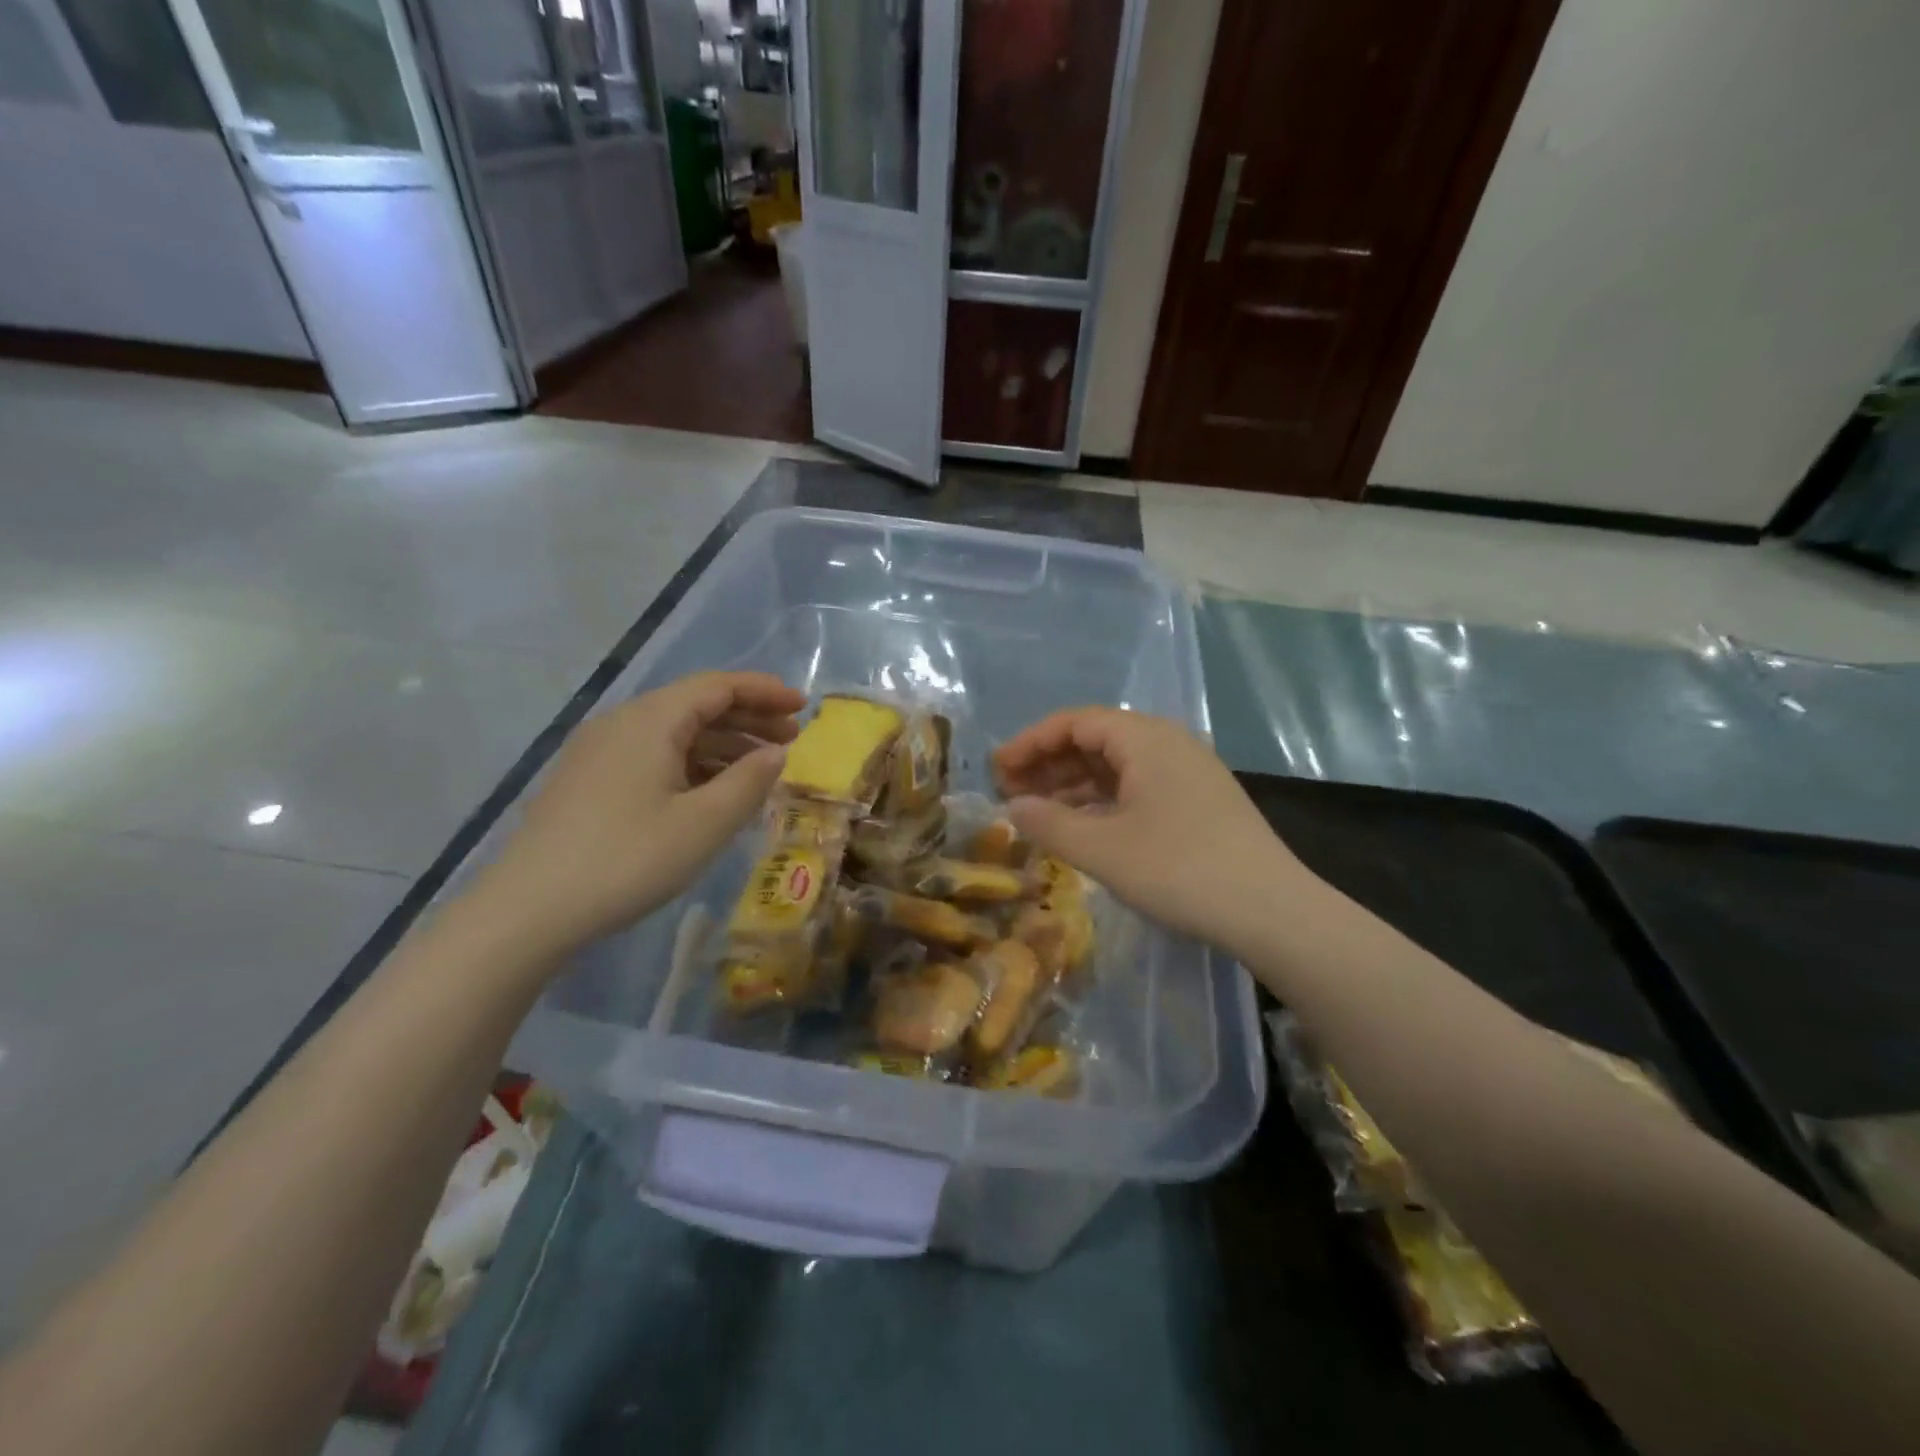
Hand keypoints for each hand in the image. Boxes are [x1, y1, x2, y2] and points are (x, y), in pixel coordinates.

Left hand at [477, 672, 802, 958]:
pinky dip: (692, 764)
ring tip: (760, 767)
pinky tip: (712, 791)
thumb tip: (775, 753)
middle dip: (748, 717)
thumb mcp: (705, 823)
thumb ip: (750, 781)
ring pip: (674, 732)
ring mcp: (599, 752)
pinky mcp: (588, 781)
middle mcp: (622, 723)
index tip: (803, 707)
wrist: (529, 910)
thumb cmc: (628, 859)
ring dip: (722, 743)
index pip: (717, 686)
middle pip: (695, 704)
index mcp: (651, 720)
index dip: (764, 691)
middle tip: (791, 740)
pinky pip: (653, 756)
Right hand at [994, 708, 1323, 949]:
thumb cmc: (1179, 870)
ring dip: (1074, 784)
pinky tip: (1083, 827)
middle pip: (1095, 739)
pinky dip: (1103, 801)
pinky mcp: (1199, 801)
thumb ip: (1049, 823)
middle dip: (1049, 763)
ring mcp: (1188, 772)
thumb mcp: (1102, 849)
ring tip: (1039, 812)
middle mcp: (1168, 744)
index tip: (997, 770)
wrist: (1272, 910)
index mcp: (1145, 739)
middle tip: (1011, 792)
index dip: (1030, 743)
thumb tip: (1013, 807)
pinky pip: (1138, 787)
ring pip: (1117, 765)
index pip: (1075, 722)